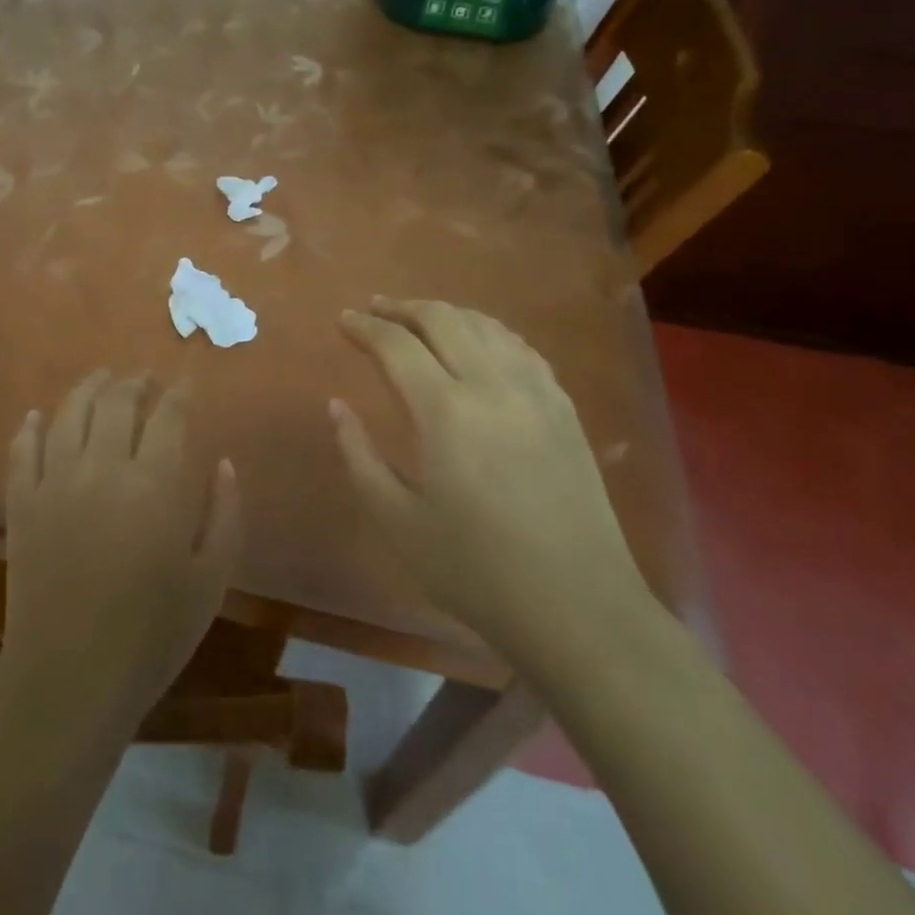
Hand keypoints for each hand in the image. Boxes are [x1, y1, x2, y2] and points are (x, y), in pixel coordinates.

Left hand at [0, 371, 241, 727]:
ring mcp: (55, 482)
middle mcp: (102, 468)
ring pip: (68, 414)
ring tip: (101, 378)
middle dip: (135, 381)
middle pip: (116, 401)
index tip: (186, 382)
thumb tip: (224, 464)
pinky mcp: (21, 505)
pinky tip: (37, 416)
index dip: (179, 392)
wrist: (70, 681)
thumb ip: (225, 514)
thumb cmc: (152, 635)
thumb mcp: (210, 580)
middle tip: (145, 379)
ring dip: (88, 388)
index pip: (169, 415)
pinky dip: (29, 427)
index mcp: (154, 484)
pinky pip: (22, 451)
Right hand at [331, 299, 650, 677]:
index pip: (396, 344)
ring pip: (484, 325)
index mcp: (445, 411)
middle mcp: (492, 385)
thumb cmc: (475, 570)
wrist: (577, 607)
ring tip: (418, 319)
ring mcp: (535, 392)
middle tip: (374, 309)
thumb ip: (358, 455)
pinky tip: (478, 344)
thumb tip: (337, 406)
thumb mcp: (396, 520)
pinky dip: (488, 332)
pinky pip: (520, 347)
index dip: (364, 327)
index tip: (342, 319)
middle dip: (402, 307)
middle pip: (442, 318)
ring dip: (445, 313)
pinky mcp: (564, 407)